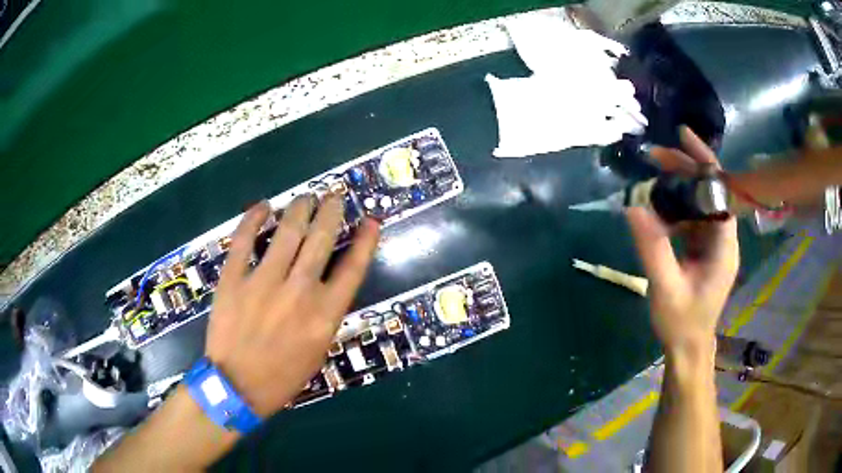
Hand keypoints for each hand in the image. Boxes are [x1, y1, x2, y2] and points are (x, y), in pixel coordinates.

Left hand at [205, 194, 379, 415]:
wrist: (237, 386)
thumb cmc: (283, 375)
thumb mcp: (319, 350)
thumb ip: (327, 313)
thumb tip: (330, 280)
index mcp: (325, 314)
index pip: (353, 267)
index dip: (366, 241)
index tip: (370, 221)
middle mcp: (299, 291)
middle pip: (322, 238)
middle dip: (331, 211)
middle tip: (333, 196)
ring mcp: (264, 282)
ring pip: (287, 231)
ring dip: (300, 208)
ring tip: (306, 197)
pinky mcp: (234, 279)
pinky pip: (244, 240)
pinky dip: (254, 218)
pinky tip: (263, 207)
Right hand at [626, 127, 738, 353]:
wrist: (688, 347)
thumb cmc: (681, 323)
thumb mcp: (665, 288)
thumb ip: (652, 248)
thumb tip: (633, 206)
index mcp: (724, 246)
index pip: (720, 192)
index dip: (703, 162)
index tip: (682, 137)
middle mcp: (724, 239)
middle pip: (709, 192)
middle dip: (684, 170)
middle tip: (654, 155)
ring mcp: (714, 244)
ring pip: (700, 203)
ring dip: (678, 187)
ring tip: (651, 176)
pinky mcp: (703, 250)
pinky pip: (692, 218)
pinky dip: (675, 208)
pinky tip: (657, 206)